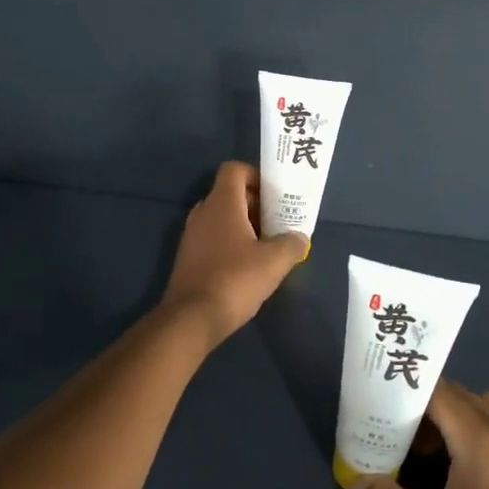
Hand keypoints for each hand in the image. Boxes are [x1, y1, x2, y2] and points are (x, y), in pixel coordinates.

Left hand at [162, 161, 307, 347]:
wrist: (192, 319)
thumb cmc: (235, 279)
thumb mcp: (274, 261)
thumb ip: (292, 243)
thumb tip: (299, 238)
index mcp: (221, 203)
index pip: (234, 169)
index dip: (256, 176)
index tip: (275, 195)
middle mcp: (203, 213)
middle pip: (230, 194)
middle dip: (256, 204)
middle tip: (279, 222)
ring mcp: (192, 236)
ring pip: (222, 219)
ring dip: (244, 226)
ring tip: (268, 245)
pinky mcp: (189, 259)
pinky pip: (213, 239)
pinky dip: (231, 244)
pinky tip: (248, 266)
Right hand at [350, 379, 488, 488]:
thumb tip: (354, 481)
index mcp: (480, 436)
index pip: (438, 392)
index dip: (406, 393)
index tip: (376, 404)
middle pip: (460, 398)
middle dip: (424, 408)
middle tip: (391, 432)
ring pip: (482, 414)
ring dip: (452, 421)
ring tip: (425, 451)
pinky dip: (475, 438)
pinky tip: (461, 471)